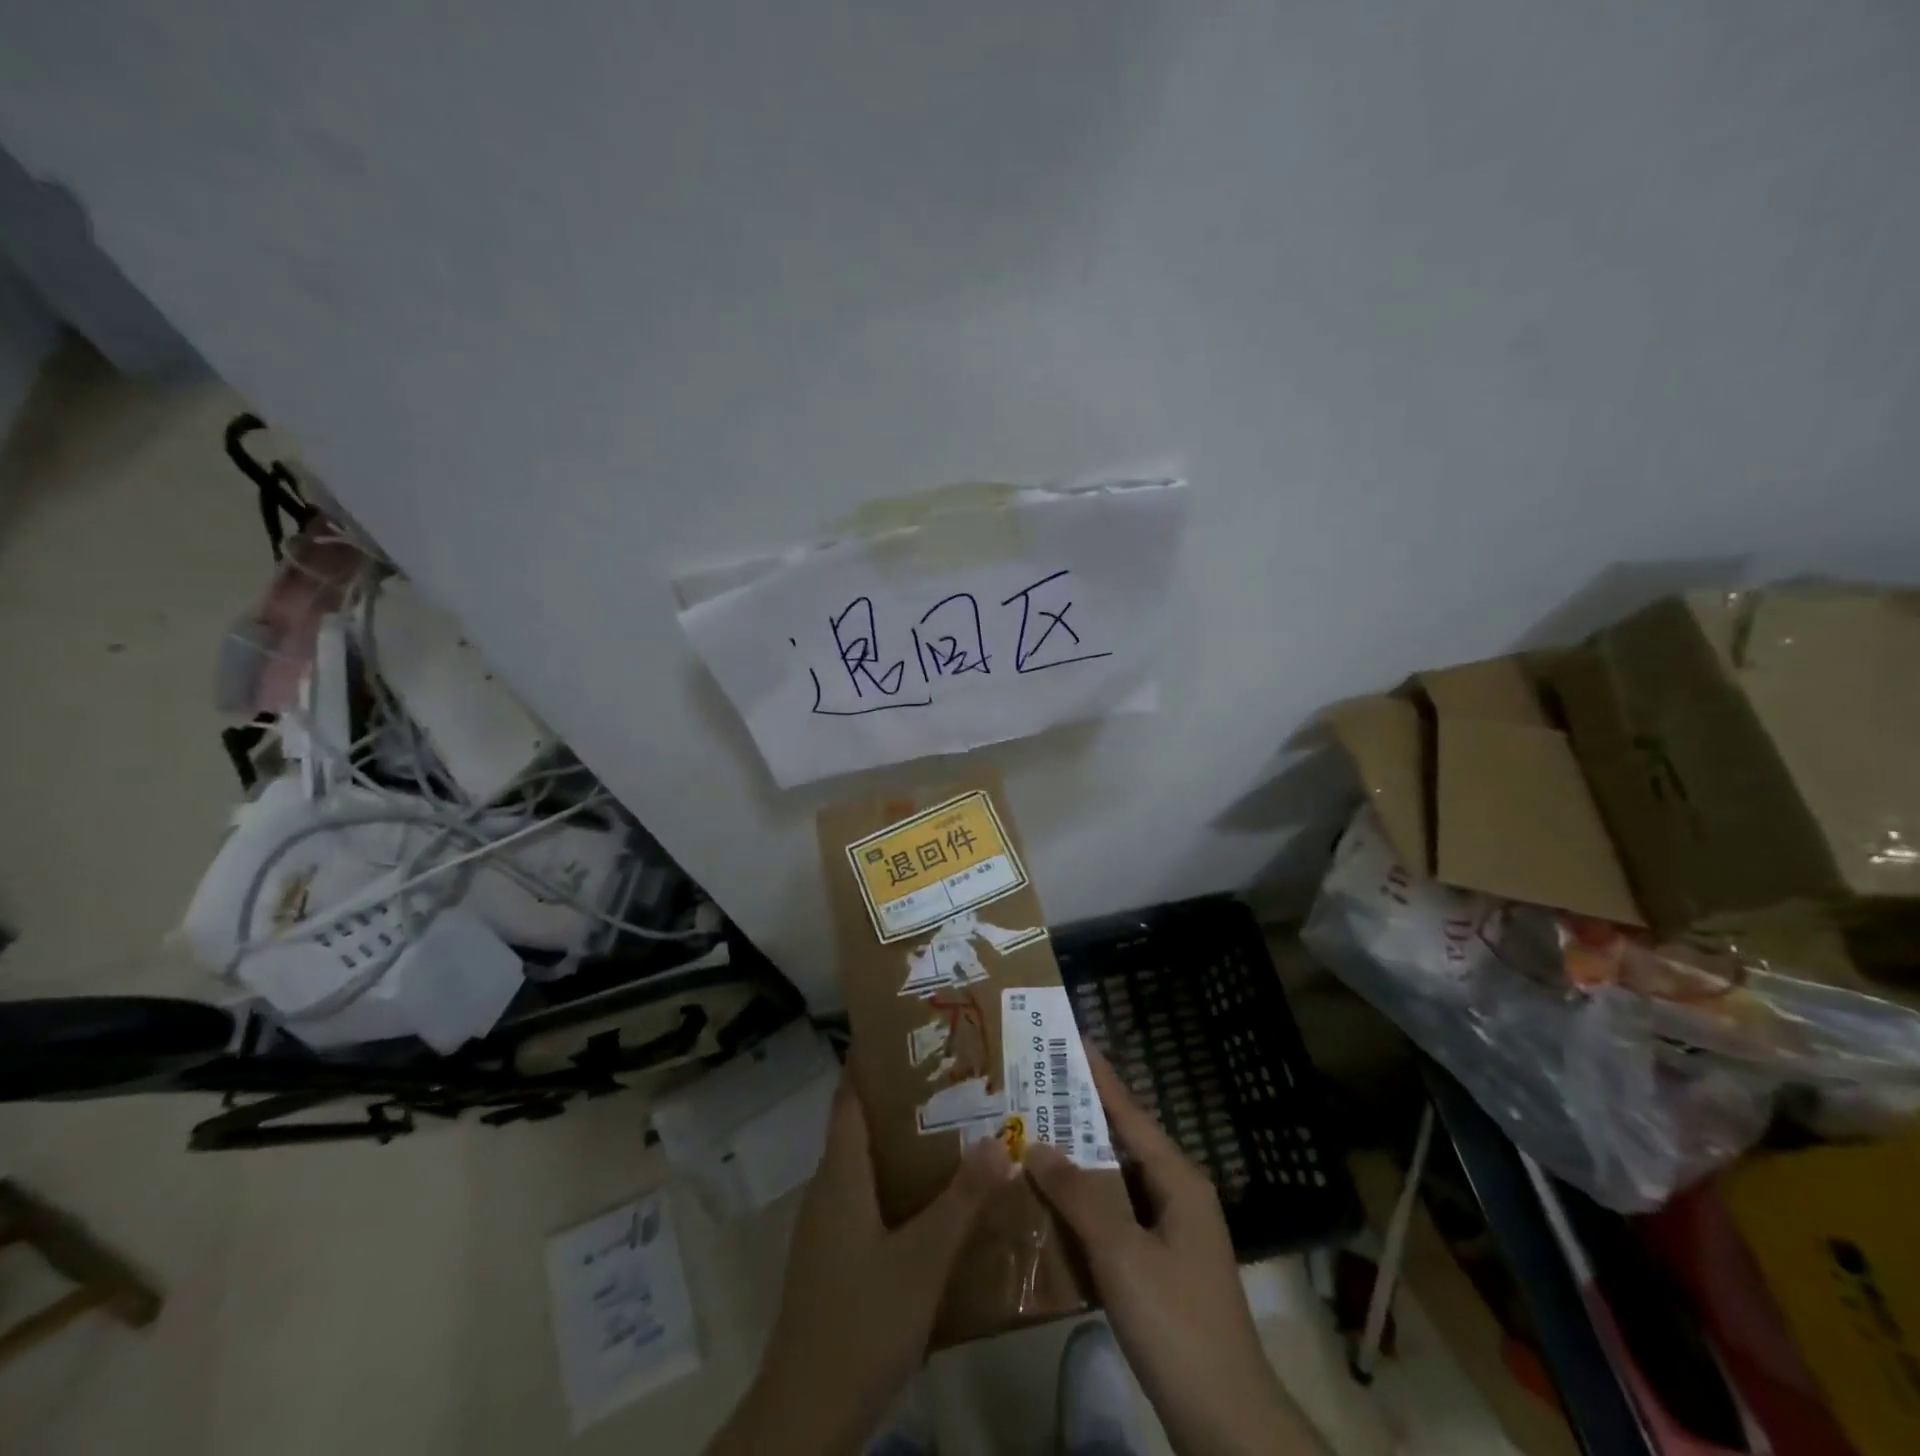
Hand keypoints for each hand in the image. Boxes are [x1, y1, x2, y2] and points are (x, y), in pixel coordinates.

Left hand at [707, 1074, 1013, 1455]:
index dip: (873, 1060)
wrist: (805, 1417)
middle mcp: (829, 1188)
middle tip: (956, 1080)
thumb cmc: (861, 1323)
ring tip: (957, 1129)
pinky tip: (937, 1200)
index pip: (850, 1095)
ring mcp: (828, 1225)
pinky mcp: (835, 1257)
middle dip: (904, 1100)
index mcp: (840, 1174)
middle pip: (862, 1125)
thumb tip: (1000, 1140)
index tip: (912, 1034)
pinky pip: (868, 1199)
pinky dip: (900, 1185)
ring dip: (905, 1144)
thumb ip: (962, 1201)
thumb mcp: (922, 1260)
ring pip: (867, 1165)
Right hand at [1026, 1049, 1319, 1455]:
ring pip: (1117, 1181)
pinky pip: (1116, 1217)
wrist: (1225, 1420)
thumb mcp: (1120, 1252)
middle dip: (1080, 1116)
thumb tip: (1036, 1143)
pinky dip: (1085, 1205)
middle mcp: (1178, 1195)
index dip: (1099, 1075)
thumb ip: (1077, 1194)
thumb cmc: (1175, 1321)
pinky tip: (1051, 1206)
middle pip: (1122, 1141)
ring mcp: (1171, 1233)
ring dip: (1078, 1162)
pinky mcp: (1160, 1266)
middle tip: (1034, 1088)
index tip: (1069, 1040)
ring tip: (1032, 1137)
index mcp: (1178, 1179)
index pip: (1130, 1111)